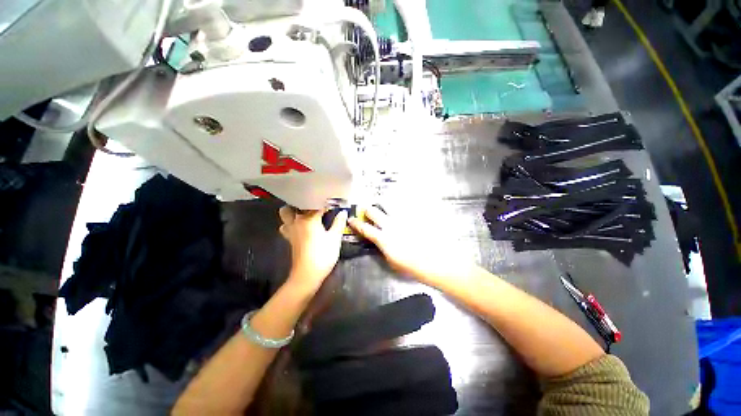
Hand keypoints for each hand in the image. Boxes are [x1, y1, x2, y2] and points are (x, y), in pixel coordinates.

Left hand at [279, 206, 346, 290]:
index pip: (317, 204)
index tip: (333, 202)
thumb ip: (338, 223)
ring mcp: (291, 230)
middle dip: (306, 202)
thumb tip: (343, 212)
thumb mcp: (335, 238)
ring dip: (294, 211)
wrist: (307, 275)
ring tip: (307, 213)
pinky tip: (301, 227)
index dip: (326, 203)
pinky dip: (291, 223)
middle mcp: (297, 221)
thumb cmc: (323, 255)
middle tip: (317, 205)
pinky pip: (286, 225)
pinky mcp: (289, 238)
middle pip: (296, 205)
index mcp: (309, 219)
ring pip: (286, 214)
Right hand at [348, 207, 462, 284]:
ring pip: (388, 205)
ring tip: (382, 206)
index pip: (365, 228)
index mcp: (383, 238)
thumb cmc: (411, 265)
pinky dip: (398, 208)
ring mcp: (402, 219)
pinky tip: (400, 211)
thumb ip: (383, 248)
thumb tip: (379, 242)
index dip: (356, 223)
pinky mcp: (412, 217)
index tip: (351, 219)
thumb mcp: (391, 261)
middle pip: (373, 211)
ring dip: (382, 206)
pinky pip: (402, 208)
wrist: (434, 260)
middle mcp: (390, 225)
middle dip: (367, 210)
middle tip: (366, 210)